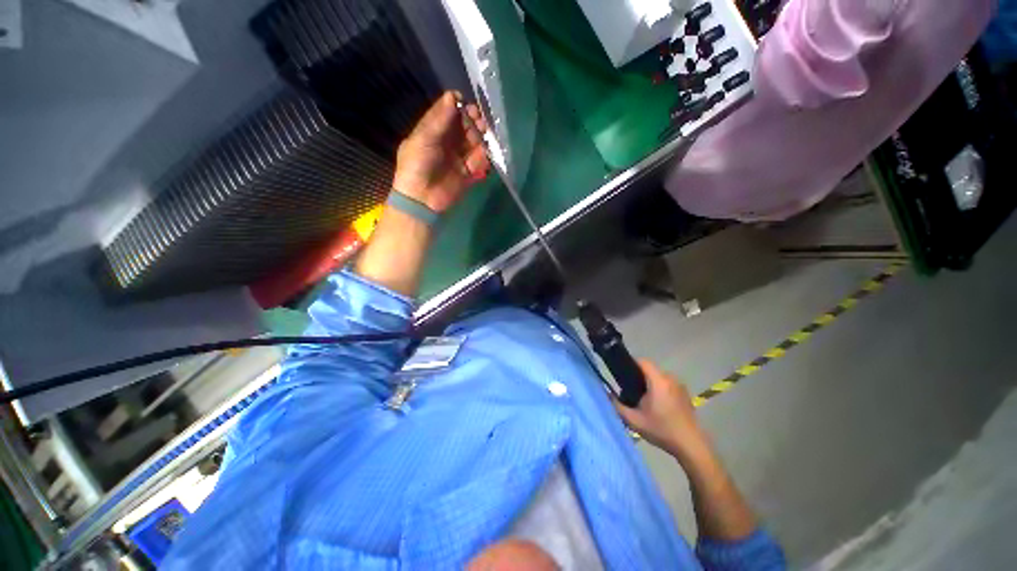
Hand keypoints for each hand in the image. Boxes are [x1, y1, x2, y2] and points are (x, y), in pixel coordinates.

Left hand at [392, 91, 489, 212]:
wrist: (421, 199)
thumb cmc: (417, 165)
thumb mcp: (423, 139)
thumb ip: (439, 120)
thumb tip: (452, 96)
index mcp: (432, 131)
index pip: (447, 113)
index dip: (457, 106)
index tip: (466, 103)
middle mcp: (447, 142)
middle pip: (464, 126)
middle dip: (472, 121)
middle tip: (479, 121)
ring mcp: (458, 158)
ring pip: (473, 143)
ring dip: (480, 138)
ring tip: (483, 137)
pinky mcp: (467, 173)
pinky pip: (478, 161)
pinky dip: (483, 157)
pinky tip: (484, 154)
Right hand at [614, 360, 709, 460]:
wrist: (691, 446)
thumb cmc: (662, 430)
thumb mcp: (634, 420)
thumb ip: (617, 405)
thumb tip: (606, 393)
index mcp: (658, 381)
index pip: (642, 361)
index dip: (630, 363)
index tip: (621, 373)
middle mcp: (670, 379)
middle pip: (650, 369)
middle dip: (638, 376)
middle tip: (629, 391)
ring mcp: (680, 386)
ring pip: (658, 377)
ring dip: (649, 383)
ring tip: (642, 400)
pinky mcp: (685, 394)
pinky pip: (667, 384)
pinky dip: (659, 389)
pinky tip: (656, 406)